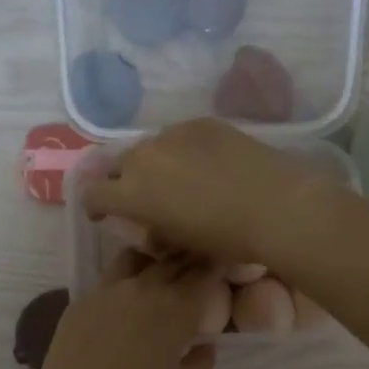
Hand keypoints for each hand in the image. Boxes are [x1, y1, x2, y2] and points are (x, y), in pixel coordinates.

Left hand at [28, 252, 217, 368]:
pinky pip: (108, 279)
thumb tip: (205, 344)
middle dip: (187, 261)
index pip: (204, 273)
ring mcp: (108, 290)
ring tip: (156, 276)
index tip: (221, 269)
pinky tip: (123, 300)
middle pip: (172, 260)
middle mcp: (144, 289)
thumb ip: (199, 361)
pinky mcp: (81, 300)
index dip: (216, 268)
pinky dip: (124, 281)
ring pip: (136, 258)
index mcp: (176, 309)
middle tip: (194, 271)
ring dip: (152, 261)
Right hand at [81, 118, 336, 266]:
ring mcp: (173, 135)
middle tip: (148, 198)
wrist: (275, 206)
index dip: (96, 206)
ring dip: (156, 164)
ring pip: (150, 148)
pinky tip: (208, 164)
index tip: (106, 215)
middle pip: (120, 166)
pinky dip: (183, 150)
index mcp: (131, 193)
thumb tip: (155, 230)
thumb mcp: (182, 245)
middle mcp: (143, 157)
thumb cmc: (226, 238)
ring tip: (180, 179)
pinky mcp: (201, 123)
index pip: (93, 194)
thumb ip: (157, 233)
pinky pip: (179, 136)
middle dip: (126, 182)